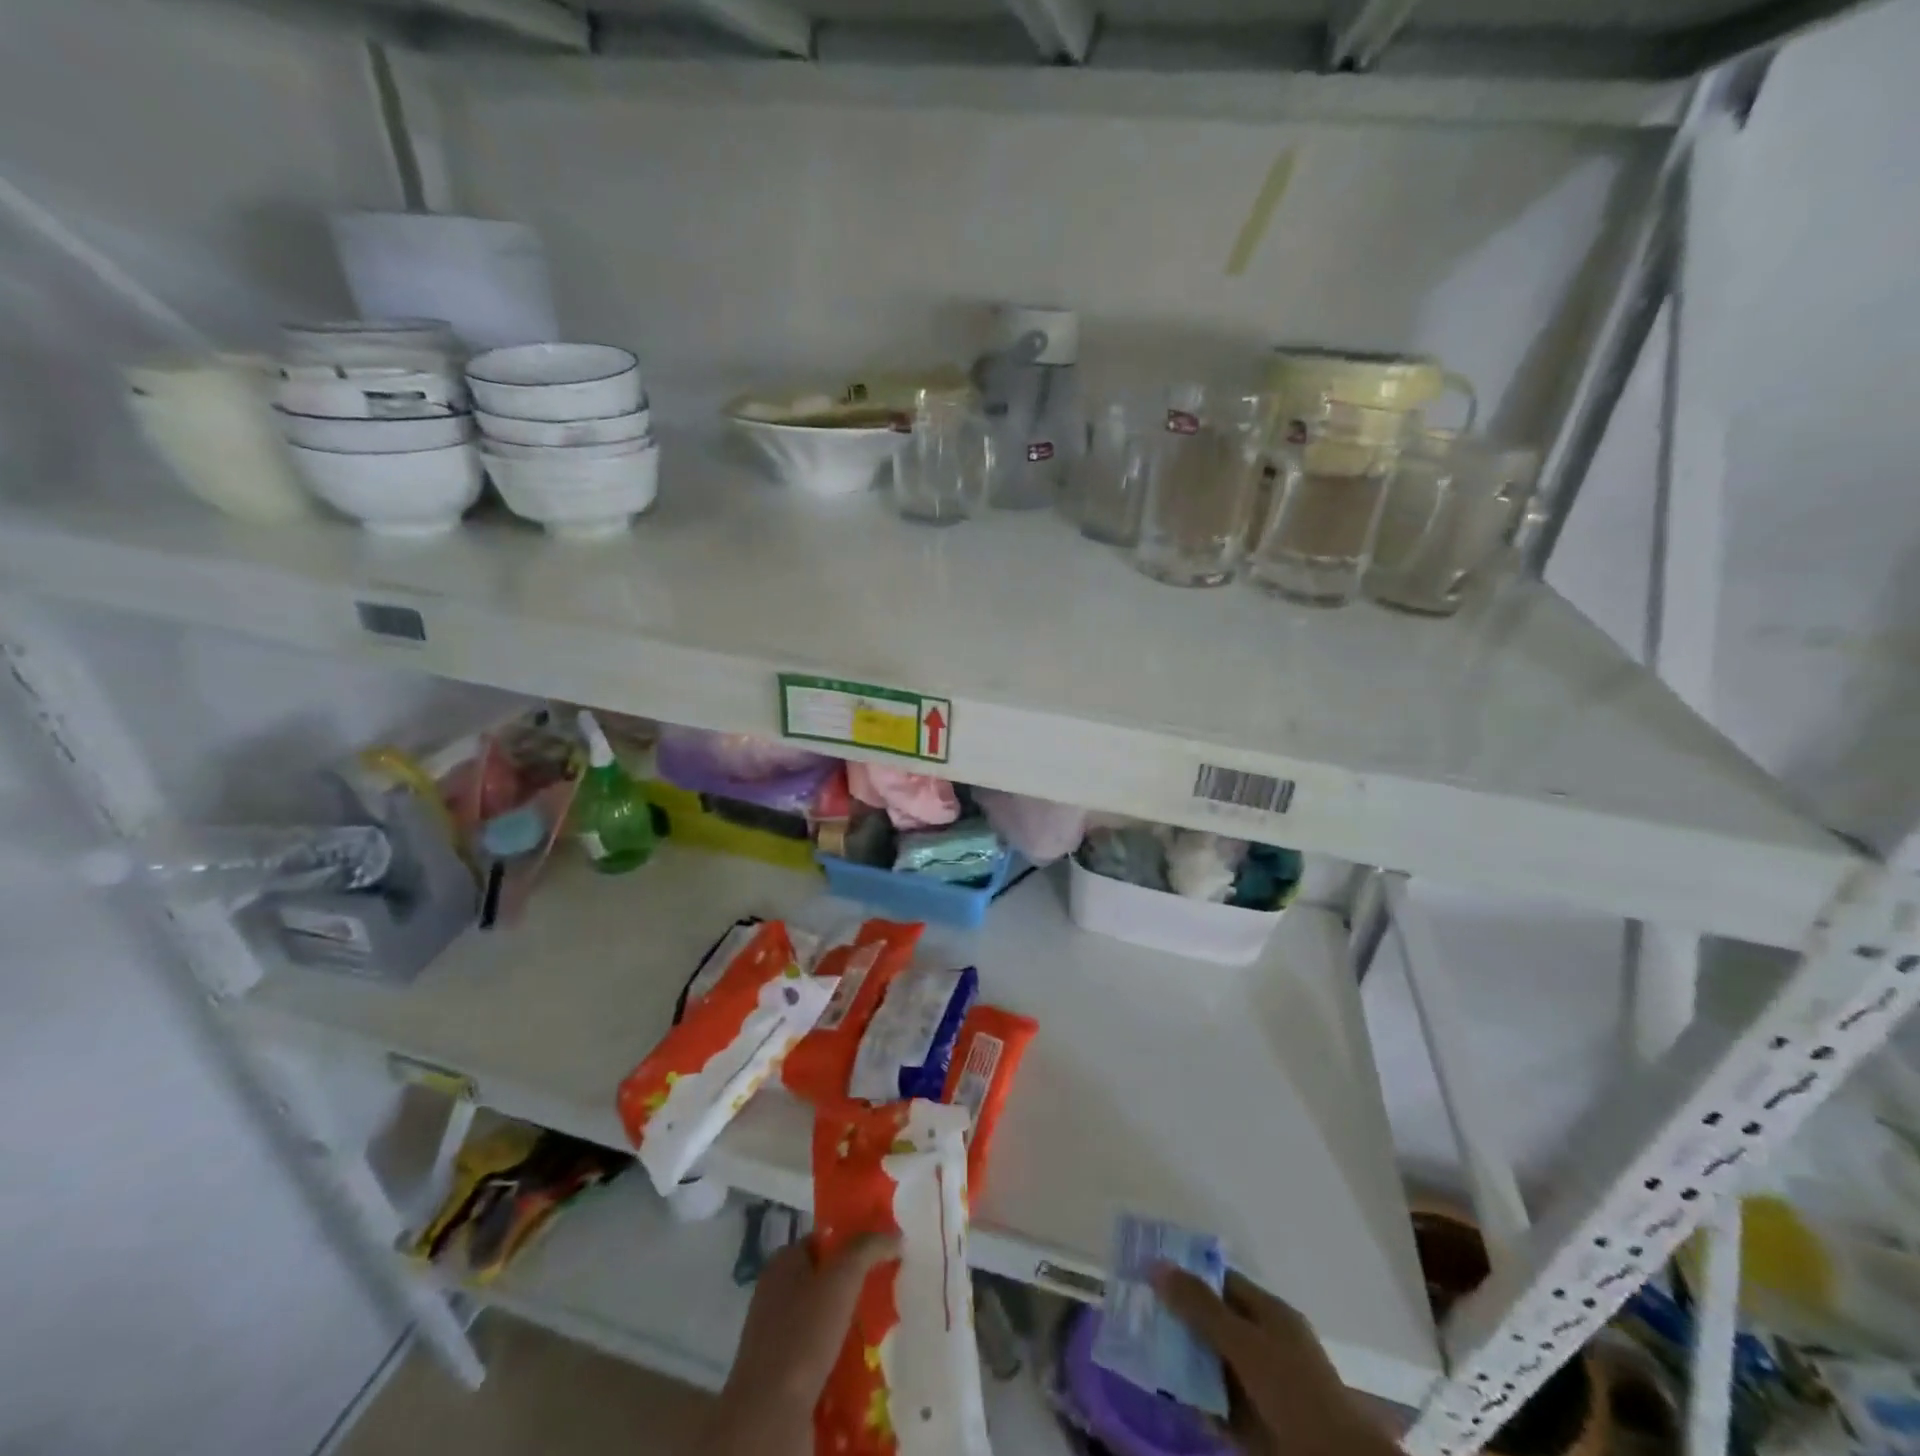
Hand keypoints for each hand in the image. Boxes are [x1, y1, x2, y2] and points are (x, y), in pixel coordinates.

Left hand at [705, 1234, 900, 1455]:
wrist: (769, 1418)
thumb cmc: (802, 1335)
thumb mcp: (841, 1279)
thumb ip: (867, 1249)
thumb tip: (895, 1235)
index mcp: (782, 1264)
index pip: (823, 1240)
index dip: (853, 1241)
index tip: (884, 1251)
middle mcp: (776, 1295)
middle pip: (825, 1279)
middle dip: (855, 1285)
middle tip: (889, 1289)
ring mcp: (778, 1337)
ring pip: (824, 1319)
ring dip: (850, 1324)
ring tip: (884, 1328)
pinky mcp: (783, 1375)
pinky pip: (819, 1354)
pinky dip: (840, 1356)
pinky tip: (864, 1363)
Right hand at [1153, 1265, 1398, 1455]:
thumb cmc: (1293, 1390)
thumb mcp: (1244, 1342)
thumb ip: (1200, 1306)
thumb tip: (1156, 1264)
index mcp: (1269, 1314)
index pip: (1221, 1282)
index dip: (1187, 1275)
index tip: (1148, 1275)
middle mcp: (1264, 1344)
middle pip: (1213, 1323)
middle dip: (1178, 1320)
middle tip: (1136, 1315)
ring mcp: (1261, 1387)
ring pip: (1212, 1365)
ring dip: (1182, 1362)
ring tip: (1142, 1354)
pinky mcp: (1256, 1427)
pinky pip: (1217, 1405)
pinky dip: (1195, 1400)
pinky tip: (1166, 1396)